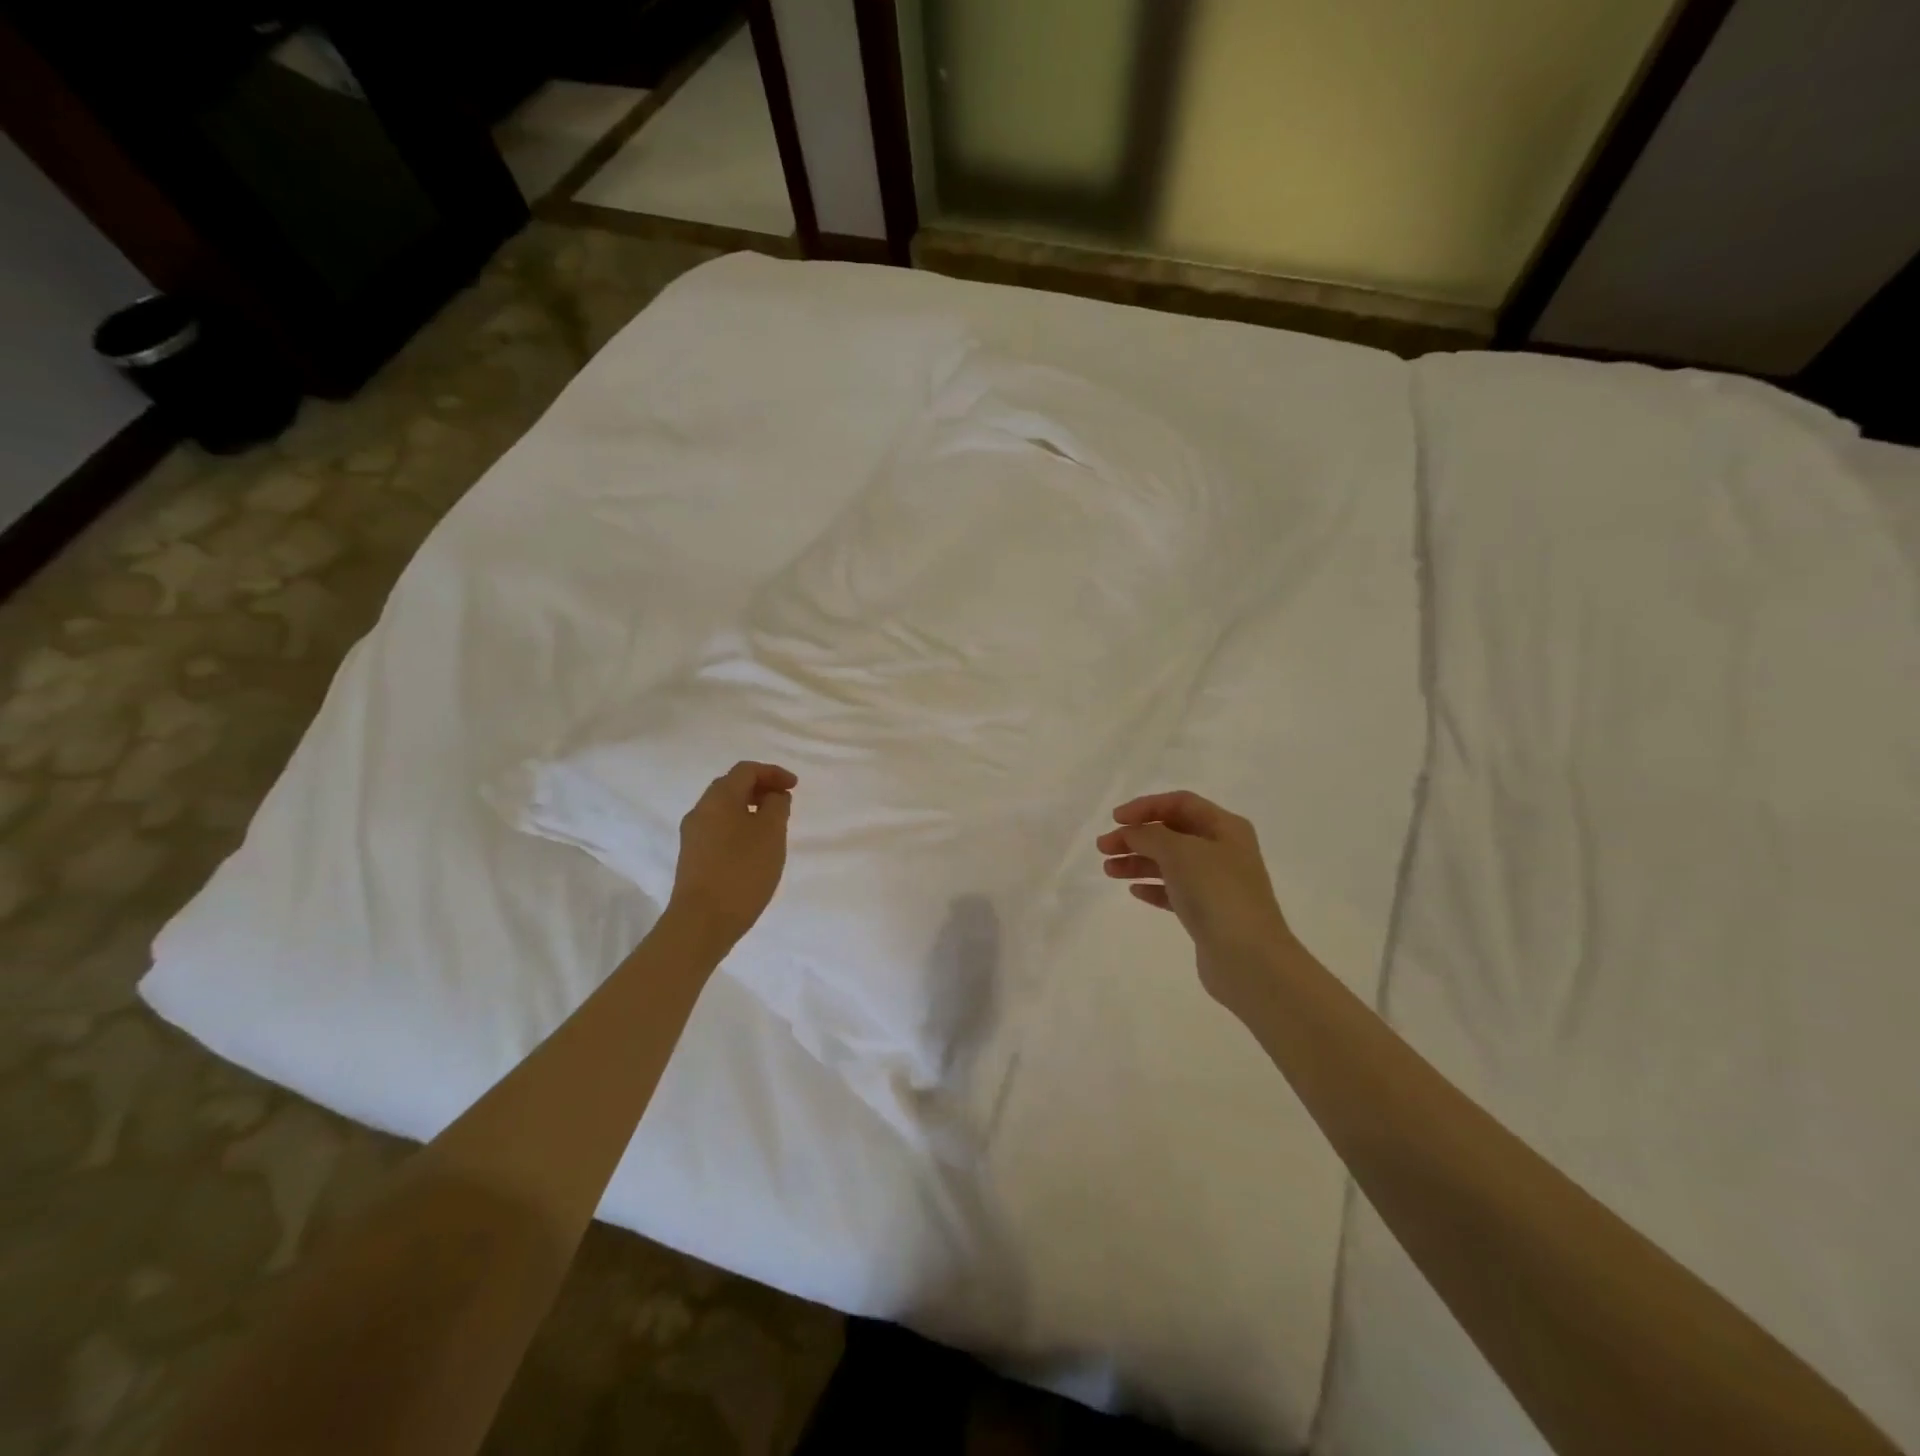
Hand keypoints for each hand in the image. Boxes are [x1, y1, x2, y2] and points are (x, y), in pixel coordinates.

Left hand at [667, 761, 795, 954]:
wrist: (702, 922)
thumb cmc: (742, 871)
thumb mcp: (771, 833)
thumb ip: (777, 806)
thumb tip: (774, 795)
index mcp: (719, 798)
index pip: (746, 770)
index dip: (773, 772)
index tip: (795, 786)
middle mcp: (700, 810)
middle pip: (731, 786)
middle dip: (760, 788)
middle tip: (784, 802)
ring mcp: (693, 835)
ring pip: (724, 809)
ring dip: (750, 808)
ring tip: (773, 826)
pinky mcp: (692, 857)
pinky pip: (719, 829)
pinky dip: (739, 826)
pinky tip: (754, 847)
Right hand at [1097, 790, 1294, 1013]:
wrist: (1248, 958)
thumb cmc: (1216, 892)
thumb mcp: (1179, 852)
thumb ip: (1149, 835)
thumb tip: (1131, 833)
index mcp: (1225, 827)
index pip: (1180, 803)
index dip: (1146, 806)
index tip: (1115, 819)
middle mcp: (1224, 850)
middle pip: (1172, 833)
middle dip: (1136, 836)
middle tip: (1103, 848)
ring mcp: (1217, 883)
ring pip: (1170, 863)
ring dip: (1138, 862)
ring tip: (1108, 870)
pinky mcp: (1209, 913)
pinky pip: (1175, 891)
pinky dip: (1153, 887)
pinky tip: (1134, 890)